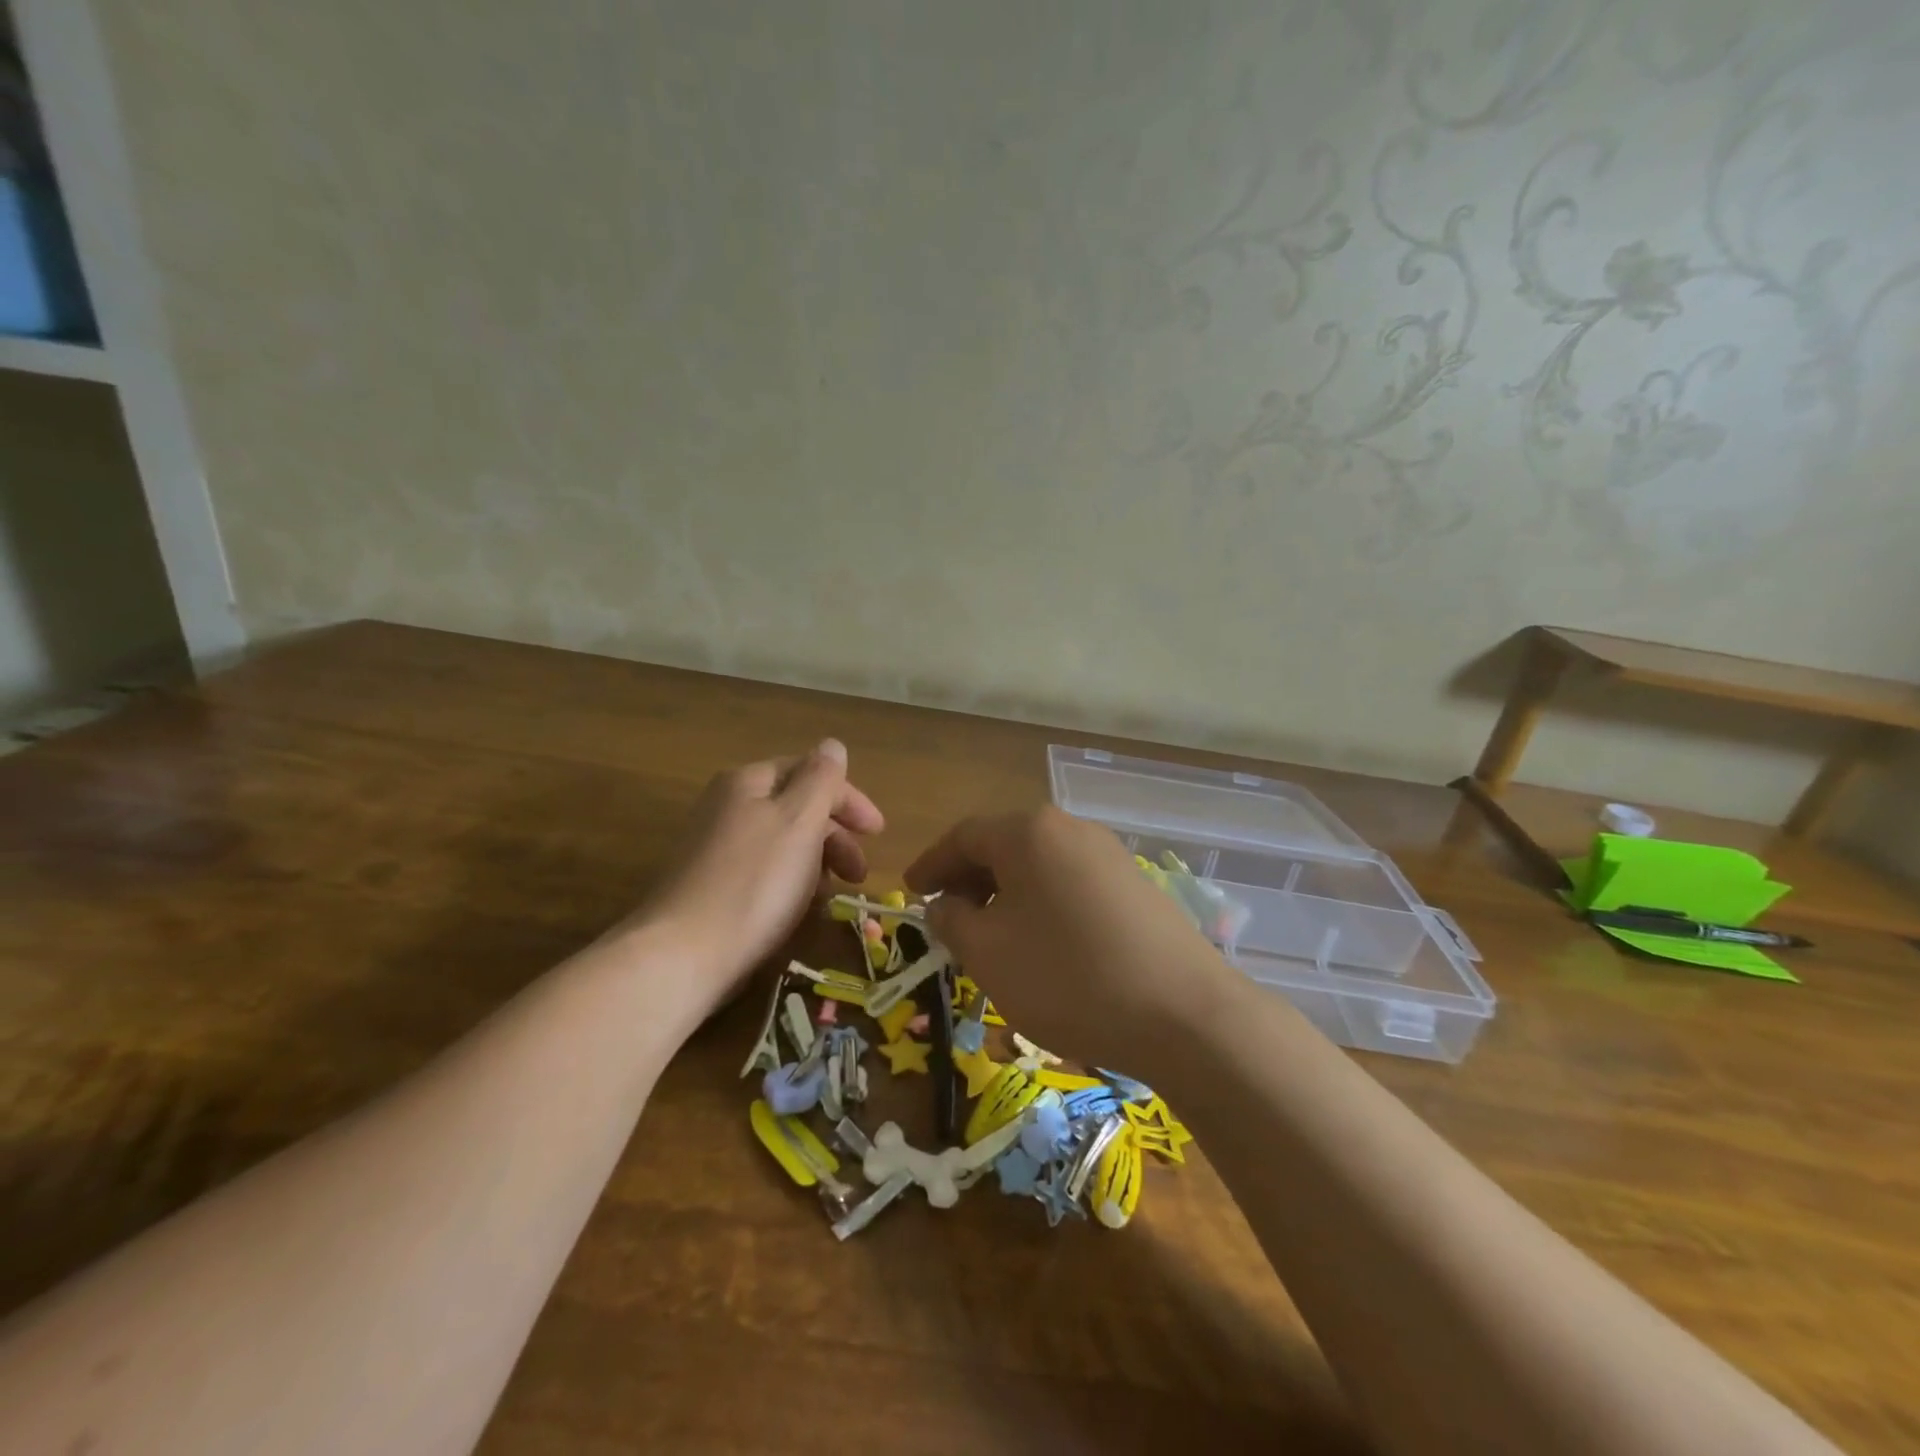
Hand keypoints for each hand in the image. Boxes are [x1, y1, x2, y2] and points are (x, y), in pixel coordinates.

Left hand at [636, 740, 883, 1000]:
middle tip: (858, 873)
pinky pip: (764, 871)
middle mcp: (727, 806)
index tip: (878, 833)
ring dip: (817, 861)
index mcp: (748, 782)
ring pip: (783, 842)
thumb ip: (821, 779)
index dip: (849, 798)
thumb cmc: (754, 882)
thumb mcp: (799, 820)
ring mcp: (714, 847)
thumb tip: (832, 745)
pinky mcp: (710, 886)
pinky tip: (800, 909)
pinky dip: (792, 882)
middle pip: (797, 806)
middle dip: (836, 835)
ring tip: (833, 895)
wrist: (683, 955)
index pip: (811, 772)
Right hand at [904, 806, 1236, 1073]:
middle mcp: (1070, 828)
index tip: (911, 892)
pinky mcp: (1136, 884)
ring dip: (1007, 893)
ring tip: (993, 934)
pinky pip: (1071, 882)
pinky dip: (1043, 903)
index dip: (931, 864)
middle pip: (1004, 845)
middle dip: (970, 879)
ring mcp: (1110, 854)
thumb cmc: (1068, 977)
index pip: (964, 836)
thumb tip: (945, 905)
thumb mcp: (989, 954)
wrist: (1184, 1013)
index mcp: (1029, 832)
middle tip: (948, 916)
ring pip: (1040, 865)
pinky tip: (1044, 942)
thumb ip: (952, 921)